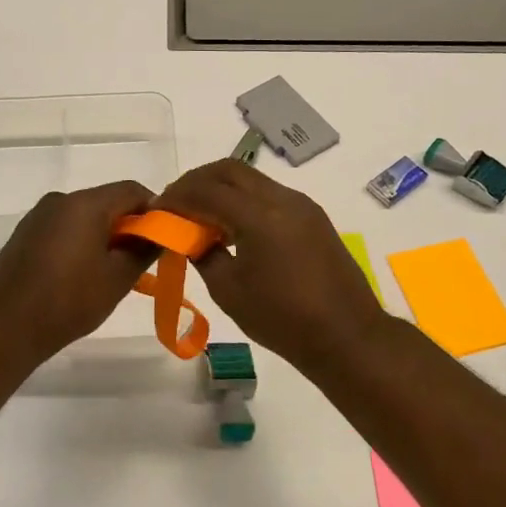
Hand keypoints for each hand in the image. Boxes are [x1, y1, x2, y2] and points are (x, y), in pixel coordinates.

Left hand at [0, 181, 154, 363]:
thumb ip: (145, 249)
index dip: (154, 210)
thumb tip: (160, 234)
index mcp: (85, 203)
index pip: (132, 190)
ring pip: (83, 215)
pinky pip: (62, 227)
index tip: (162, 238)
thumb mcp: (119, 278)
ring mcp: (38, 215)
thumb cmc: (70, 301)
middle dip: (127, 225)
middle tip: (139, 259)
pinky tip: (78, 273)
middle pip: (106, 201)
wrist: (8, 326)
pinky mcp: (24, 233)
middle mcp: (60, 199)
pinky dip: (78, 240)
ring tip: (109, 270)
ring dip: (102, 234)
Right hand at [155, 160, 392, 372]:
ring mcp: (302, 205)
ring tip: (200, 216)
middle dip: (197, 181)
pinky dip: (243, 200)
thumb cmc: (283, 320)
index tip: (157, 210)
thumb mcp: (229, 291)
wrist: (348, 336)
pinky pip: (269, 194)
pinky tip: (232, 227)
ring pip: (252, 179)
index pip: (207, 190)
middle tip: (176, 203)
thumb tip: (189, 236)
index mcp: (260, 216)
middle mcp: (283, 199)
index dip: (177, 196)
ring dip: (222, 188)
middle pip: (230, 170)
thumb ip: (203, 254)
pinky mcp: (313, 217)